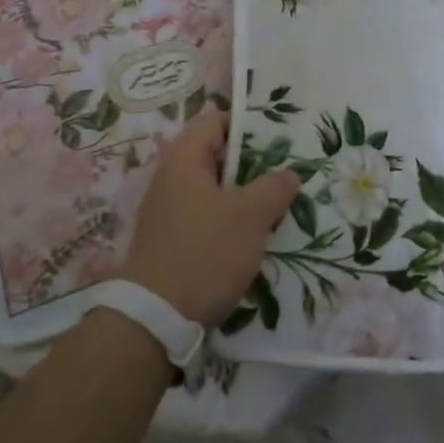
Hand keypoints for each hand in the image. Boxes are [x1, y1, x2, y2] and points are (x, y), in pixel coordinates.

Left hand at [123, 110, 299, 326]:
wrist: (154, 321)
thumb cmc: (204, 254)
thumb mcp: (250, 216)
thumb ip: (274, 188)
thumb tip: (289, 174)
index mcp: (183, 161)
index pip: (214, 121)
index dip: (246, 125)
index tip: (278, 138)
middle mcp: (171, 180)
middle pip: (216, 157)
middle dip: (253, 164)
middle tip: (287, 173)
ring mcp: (169, 213)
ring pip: (215, 191)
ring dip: (246, 197)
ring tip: (280, 206)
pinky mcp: (172, 243)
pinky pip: (208, 218)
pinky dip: (232, 221)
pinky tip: (256, 238)